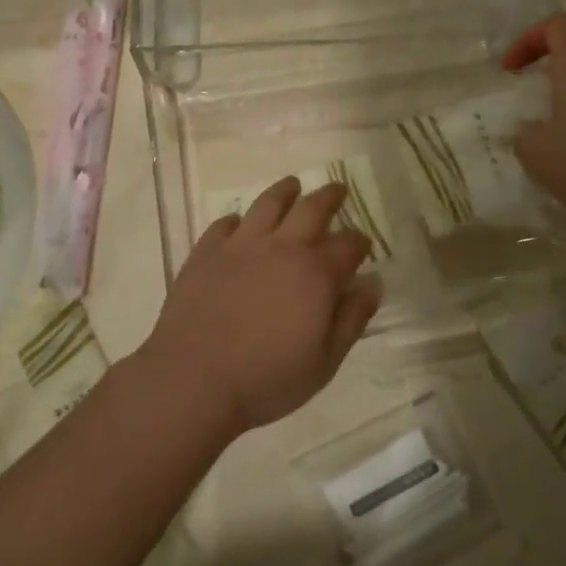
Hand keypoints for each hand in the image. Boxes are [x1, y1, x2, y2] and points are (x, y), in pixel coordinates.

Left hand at [136, 177, 381, 435]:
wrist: (194, 380)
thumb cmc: (267, 379)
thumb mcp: (324, 362)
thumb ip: (352, 320)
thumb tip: (372, 285)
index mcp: (316, 273)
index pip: (348, 245)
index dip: (359, 242)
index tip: (363, 243)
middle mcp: (282, 247)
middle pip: (312, 209)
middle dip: (329, 197)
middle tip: (337, 190)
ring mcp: (240, 245)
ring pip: (268, 204)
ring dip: (284, 192)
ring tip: (292, 185)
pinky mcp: (206, 252)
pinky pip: (224, 224)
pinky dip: (236, 220)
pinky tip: (238, 224)